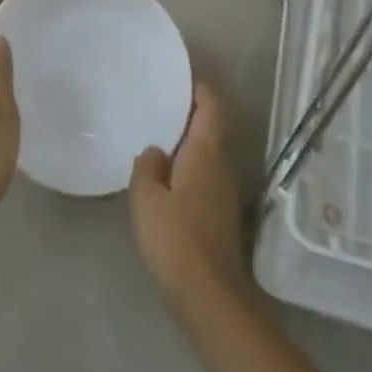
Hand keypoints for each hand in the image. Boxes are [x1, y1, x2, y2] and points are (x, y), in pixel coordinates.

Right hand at [129, 81, 249, 321]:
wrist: (208, 295)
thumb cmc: (174, 239)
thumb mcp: (146, 199)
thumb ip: (147, 167)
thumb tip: (155, 151)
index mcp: (206, 153)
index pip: (211, 107)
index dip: (199, 88)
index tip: (179, 75)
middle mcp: (222, 165)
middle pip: (212, 126)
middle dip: (191, 110)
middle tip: (160, 99)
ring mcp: (224, 190)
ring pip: (209, 150)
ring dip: (189, 137)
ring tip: (158, 129)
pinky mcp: (220, 212)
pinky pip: (206, 171)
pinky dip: (189, 161)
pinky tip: (165, 171)